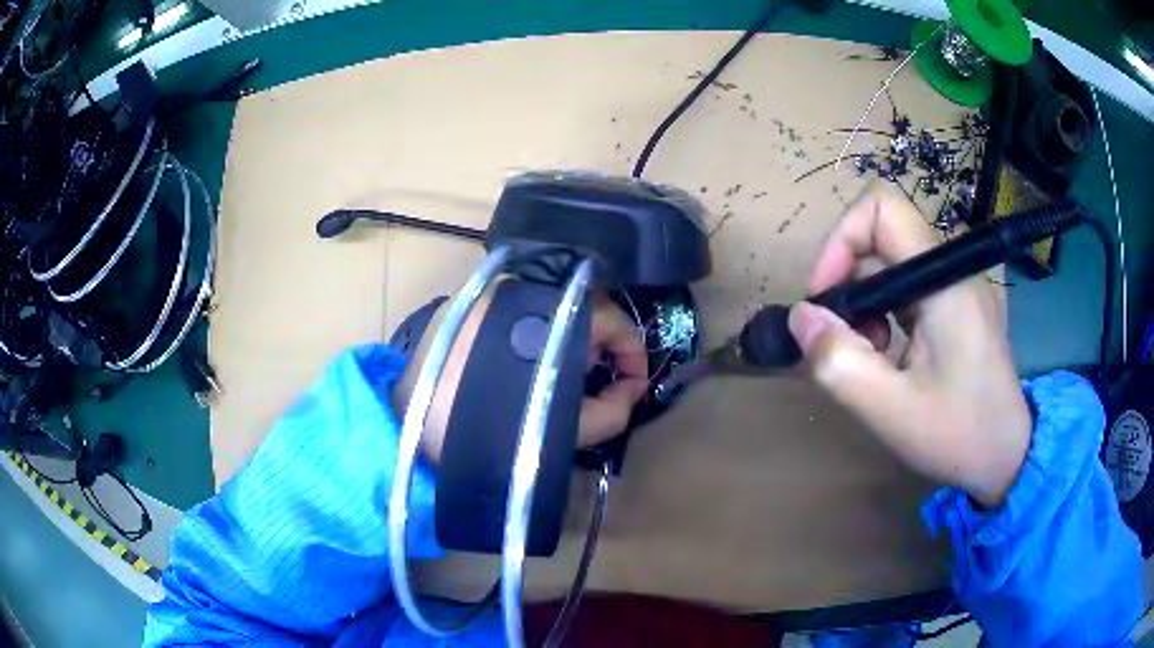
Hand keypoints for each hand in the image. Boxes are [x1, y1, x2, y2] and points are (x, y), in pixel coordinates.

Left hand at [394, 288, 647, 463]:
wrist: (413, 428)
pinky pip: (519, 308)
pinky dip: (534, 331)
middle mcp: (526, 285)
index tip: (633, 386)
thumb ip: (615, 409)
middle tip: (592, 383)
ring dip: (565, 338)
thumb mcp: (568, 428)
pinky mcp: (467, 298)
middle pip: (584, 308)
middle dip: (599, 347)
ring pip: (552, 306)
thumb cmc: (495, 431)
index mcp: (556, 311)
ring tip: (556, 375)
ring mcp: (493, 287)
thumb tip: (632, 389)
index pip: (615, 319)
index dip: (632, 355)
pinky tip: (523, 362)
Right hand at [787, 184, 1031, 507]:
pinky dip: (885, 312)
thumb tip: (801, 317)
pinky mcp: (959, 302)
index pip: (882, 209)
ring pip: (892, 263)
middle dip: (849, 283)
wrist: (1009, 455)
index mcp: (945, 281)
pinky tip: (890, 353)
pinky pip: (909, 285)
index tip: (826, 296)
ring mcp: (959, 284)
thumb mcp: (891, 410)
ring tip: (868, 354)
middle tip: (841, 340)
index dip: (842, 239)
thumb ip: (840, 363)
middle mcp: (954, 269)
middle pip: (882, 238)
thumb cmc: (959, 436)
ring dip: (866, 302)